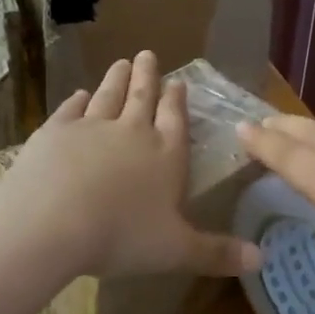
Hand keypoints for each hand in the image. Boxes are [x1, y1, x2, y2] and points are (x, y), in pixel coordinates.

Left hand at [0, 51, 261, 281]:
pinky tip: (79, 95)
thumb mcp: (176, 251)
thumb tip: (262, 259)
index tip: (178, 81)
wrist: (52, 219)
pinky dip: (76, 101)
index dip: (176, 101)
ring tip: (121, 62)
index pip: (174, 120)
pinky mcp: (55, 131)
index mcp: (164, 155)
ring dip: (116, 79)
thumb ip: (216, 253)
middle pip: (142, 97)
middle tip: (147, 54)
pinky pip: (70, 110)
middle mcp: (131, 132)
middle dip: (147, 76)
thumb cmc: (122, 236)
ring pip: (108, 96)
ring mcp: (91, 127)